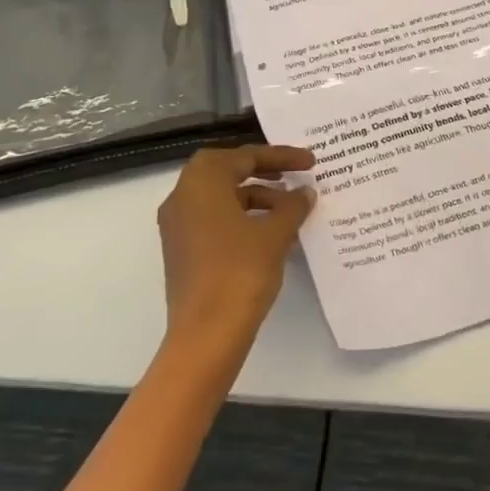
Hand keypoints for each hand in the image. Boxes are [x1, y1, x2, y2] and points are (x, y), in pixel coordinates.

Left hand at [156, 144, 316, 349]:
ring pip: (220, 195)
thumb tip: (304, 193)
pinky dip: (241, 216)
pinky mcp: (181, 249)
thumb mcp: (275, 234)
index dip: (282, 156)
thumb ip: (293, 206)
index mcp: (202, 181)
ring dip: (255, 195)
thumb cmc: (241, 272)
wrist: (206, 334)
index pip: (245, 156)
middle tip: (295, 174)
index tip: (311, 162)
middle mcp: (183, 195)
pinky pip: (214, 218)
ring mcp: (178, 224)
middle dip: (263, 170)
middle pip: (227, 170)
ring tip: (289, 208)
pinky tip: (269, 232)